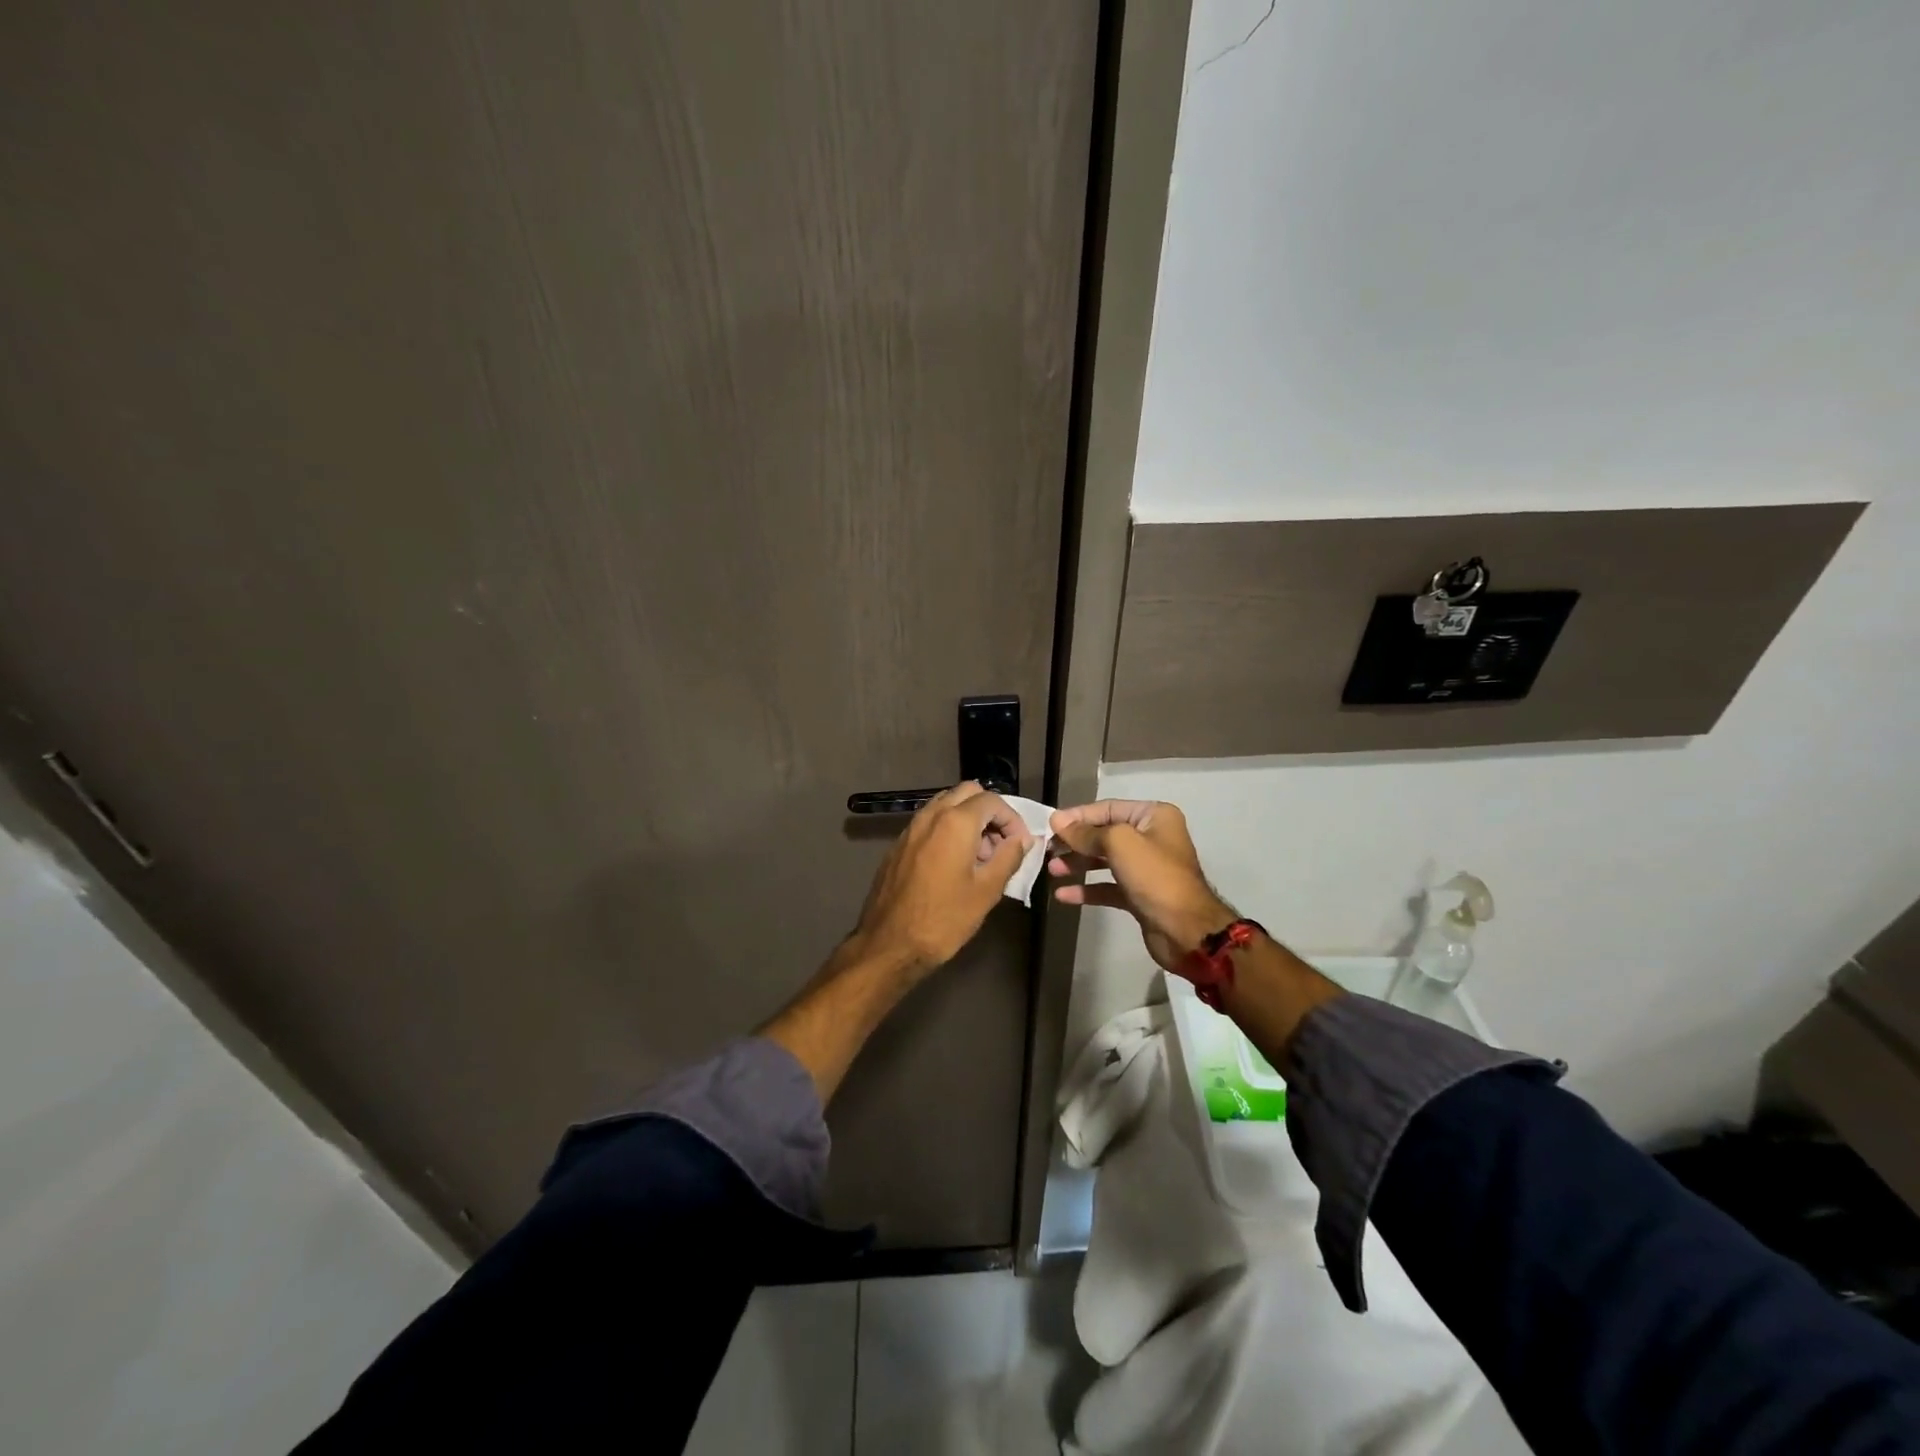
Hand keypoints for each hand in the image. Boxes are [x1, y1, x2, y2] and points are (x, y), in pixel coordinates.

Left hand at [849, 782, 1031, 976]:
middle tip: (1000, 844)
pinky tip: (954, 864)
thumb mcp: (987, 891)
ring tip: (980, 856)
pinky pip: (929, 823)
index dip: (1012, 818)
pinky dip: (948, 830)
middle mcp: (930, 815)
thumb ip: (1009, 857)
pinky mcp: (899, 845)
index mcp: (955, 822)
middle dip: (989, 812)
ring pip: (945, 805)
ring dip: (968, 819)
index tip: (1020, 844)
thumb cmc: (944, 919)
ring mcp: (910, 828)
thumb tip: (1023, 840)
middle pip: (967, 793)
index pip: (991, 800)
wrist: (890, 945)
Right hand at [1048, 799, 1232, 972]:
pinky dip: (1087, 889)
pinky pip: (1107, 886)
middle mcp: (1151, 838)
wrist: (1186, 931)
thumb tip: (1057, 820)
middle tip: (1047, 850)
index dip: (1078, 816)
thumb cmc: (1155, 877)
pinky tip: (1064, 895)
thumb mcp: (1119, 844)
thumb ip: (1086, 832)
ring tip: (1052, 871)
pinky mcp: (1139, 894)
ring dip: (1077, 864)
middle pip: (1104, 834)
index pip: (1107, 808)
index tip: (1050, 826)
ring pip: (1103, 860)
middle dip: (1075, 842)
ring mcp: (1145, 868)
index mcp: (1153, 816)